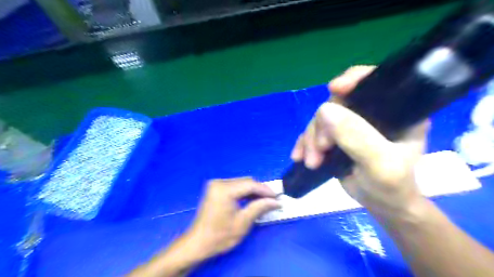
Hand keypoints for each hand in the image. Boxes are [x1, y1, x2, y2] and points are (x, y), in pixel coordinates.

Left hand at [187, 177, 278, 256]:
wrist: (198, 243)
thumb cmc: (220, 235)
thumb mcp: (243, 222)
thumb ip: (260, 207)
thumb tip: (276, 201)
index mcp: (224, 189)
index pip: (250, 184)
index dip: (265, 190)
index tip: (277, 197)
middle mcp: (219, 182)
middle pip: (246, 181)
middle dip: (260, 190)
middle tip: (272, 200)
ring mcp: (216, 184)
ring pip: (241, 183)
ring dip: (253, 191)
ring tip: (264, 201)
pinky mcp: (215, 188)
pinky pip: (234, 186)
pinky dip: (244, 192)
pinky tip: (251, 200)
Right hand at [291, 65, 428, 220]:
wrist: (381, 204)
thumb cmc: (391, 186)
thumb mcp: (379, 164)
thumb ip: (357, 137)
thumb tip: (324, 110)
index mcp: (396, 110)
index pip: (373, 81)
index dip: (353, 79)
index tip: (334, 89)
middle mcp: (371, 112)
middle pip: (337, 102)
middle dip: (323, 125)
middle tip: (320, 149)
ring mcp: (351, 124)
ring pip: (321, 118)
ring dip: (311, 139)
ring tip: (311, 161)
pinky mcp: (335, 136)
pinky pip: (313, 132)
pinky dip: (304, 143)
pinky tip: (299, 156)